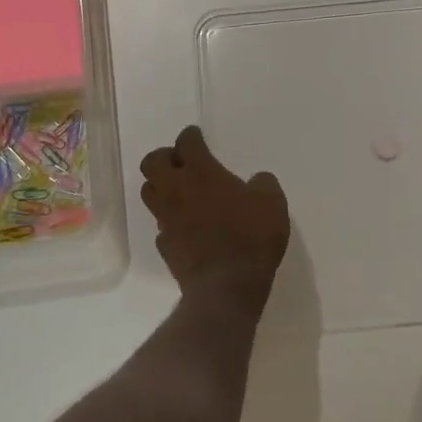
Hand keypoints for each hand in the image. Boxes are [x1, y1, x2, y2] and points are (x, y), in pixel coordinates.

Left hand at [139, 126, 289, 303]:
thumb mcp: (272, 204)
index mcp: (201, 172)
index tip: (196, 135)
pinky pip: (160, 225)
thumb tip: (257, 180)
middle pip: (152, 162)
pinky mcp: (164, 245)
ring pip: (149, 192)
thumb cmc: (251, 237)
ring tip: (178, 191)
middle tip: (180, 161)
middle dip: (164, 157)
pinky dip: (169, 220)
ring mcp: (166, 218)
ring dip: (160, 186)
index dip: (191, 135)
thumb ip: (263, 184)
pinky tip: (184, 226)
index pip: (186, 142)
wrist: (226, 286)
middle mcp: (176, 190)